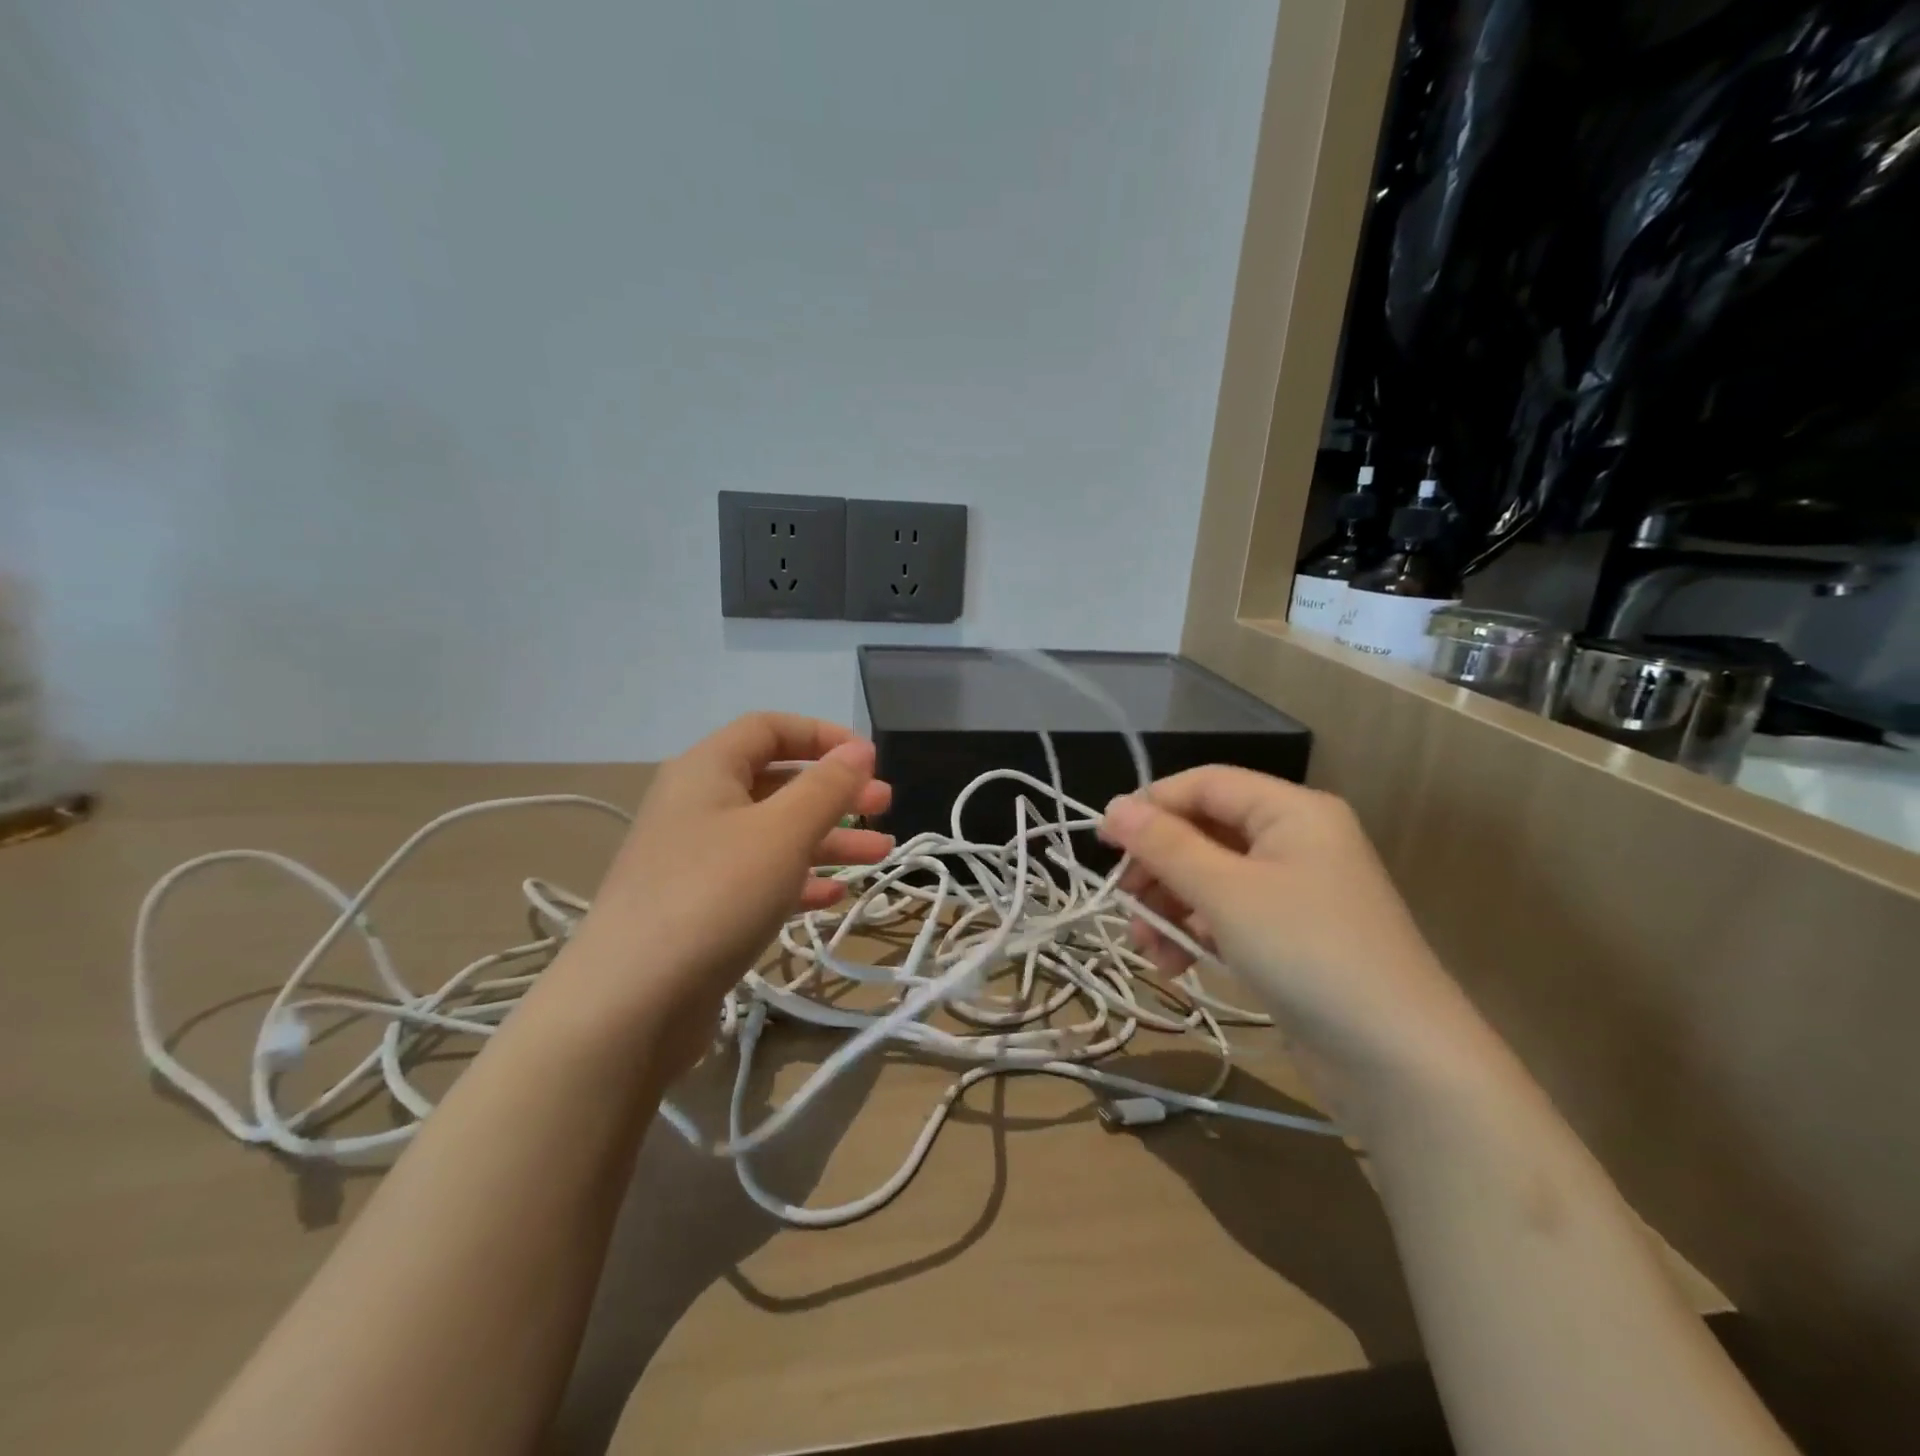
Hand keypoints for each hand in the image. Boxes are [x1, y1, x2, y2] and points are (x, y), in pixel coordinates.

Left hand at [558, 714, 892, 1080]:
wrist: (630, 1005)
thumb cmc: (714, 896)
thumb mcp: (782, 832)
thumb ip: (827, 787)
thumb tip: (859, 748)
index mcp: (706, 770)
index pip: (769, 728)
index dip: (822, 735)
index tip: (869, 760)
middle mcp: (696, 805)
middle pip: (776, 781)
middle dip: (834, 792)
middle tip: (884, 806)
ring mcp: (694, 859)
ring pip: (772, 833)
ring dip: (827, 839)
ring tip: (880, 854)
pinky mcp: (697, 907)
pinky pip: (757, 877)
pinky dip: (798, 878)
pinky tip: (833, 895)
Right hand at [1098, 767, 1490, 1092]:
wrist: (1400, 1063)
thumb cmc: (1308, 953)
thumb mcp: (1225, 893)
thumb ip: (1165, 845)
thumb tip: (1113, 807)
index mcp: (1291, 811)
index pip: (1205, 784)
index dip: (1151, 805)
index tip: (1103, 841)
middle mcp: (1296, 840)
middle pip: (1205, 833)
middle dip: (1159, 868)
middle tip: (1123, 903)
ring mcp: (1296, 891)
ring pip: (1211, 879)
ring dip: (1171, 908)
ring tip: (1147, 949)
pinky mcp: (1293, 937)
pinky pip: (1229, 916)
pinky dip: (1197, 934)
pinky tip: (1176, 966)